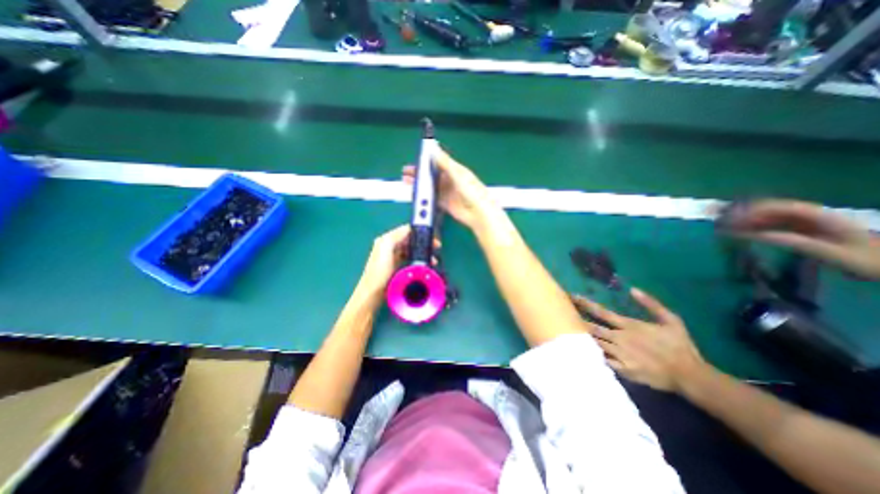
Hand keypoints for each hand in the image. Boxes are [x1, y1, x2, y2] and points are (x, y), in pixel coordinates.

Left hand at [357, 226, 439, 297]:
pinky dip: (418, 259)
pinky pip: (410, 258)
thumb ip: (395, 237)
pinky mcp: (397, 265)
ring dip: (422, 252)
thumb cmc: (379, 271)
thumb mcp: (385, 249)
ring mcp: (393, 256)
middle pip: (410, 239)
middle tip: (435, 247)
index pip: (405, 230)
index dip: (418, 232)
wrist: (374, 292)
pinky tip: (424, 263)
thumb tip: (408, 230)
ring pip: (411, 249)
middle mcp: (389, 246)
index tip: (430, 236)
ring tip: (432, 258)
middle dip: (422, 242)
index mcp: (386, 240)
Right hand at [402, 146, 497, 229]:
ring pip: (430, 186)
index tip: (415, 158)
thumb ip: (445, 163)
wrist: (478, 213)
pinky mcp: (445, 203)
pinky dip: (424, 196)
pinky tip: (416, 195)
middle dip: (420, 173)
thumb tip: (433, 148)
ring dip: (420, 184)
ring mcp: (447, 192)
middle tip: (407, 173)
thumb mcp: (458, 175)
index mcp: (455, 170)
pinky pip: (432, 198)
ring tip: (407, 182)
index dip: (427, 159)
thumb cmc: (472, 191)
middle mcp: (450, 180)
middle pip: (432, 174)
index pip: (438, 161)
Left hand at [571, 290, 705, 393]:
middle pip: (591, 327)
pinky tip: (577, 350)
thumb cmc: (679, 346)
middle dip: (575, 320)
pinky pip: (601, 360)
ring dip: (579, 336)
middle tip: (560, 313)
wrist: (690, 376)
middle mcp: (620, 338)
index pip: (601, 312)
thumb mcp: (671, 320)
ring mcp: (620, 355)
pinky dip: (590, 355)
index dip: (585, 304)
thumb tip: (632, 289)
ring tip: (563, 329)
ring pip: (593, 342)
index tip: (572, 297)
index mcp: (629, 325)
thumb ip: (651, 304)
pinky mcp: (622, 369)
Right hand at [713, 198, 878, 280]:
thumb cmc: (867, 260)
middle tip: (718, 223)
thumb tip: (756, 236)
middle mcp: (808, 214)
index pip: (777, 207)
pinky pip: (770, 224)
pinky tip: (739, 232)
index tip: (729, 220)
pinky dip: (752, 226)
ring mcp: (804, 221)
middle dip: (741, 213)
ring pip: (766, 215)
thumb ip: (793, 242)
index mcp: (818, 215)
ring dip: (744, 219)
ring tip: (723, 227)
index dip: (751, 211)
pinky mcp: (799, 229)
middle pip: (768, 208)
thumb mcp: (831, 252)